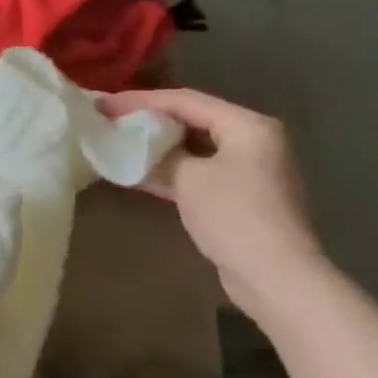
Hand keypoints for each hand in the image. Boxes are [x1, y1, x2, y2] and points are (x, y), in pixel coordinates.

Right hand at [99, 88, 328, 316]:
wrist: (275, 277)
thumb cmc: (234, 216)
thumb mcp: (188, 178)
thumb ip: (160, 155)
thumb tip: (133, 147)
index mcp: (248, 126)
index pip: (185, 100)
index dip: (139, 101)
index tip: (102, 105)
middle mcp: (253, 140)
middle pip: (191, 119)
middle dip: (148, 120)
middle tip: (108, 120)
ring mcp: (249, 169)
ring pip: (192, 146)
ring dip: (156, 146)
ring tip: (117, 141)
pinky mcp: (240, 196)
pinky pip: (197, 170)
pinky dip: (169, 168)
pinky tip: (136, 171)